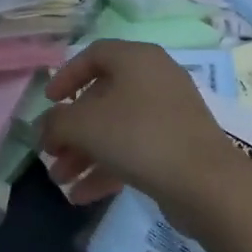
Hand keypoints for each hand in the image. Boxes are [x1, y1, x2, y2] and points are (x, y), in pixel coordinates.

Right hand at [38, 41, 233, 210]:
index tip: (48, 102)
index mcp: (136, 58)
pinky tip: (82, 197)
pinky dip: (108, 168)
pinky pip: (135, 149)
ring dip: (85, 153)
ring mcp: (169, 113)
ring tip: (61, 181)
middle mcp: (155, 77)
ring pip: (116, 127)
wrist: (205, 182)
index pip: (93, 54)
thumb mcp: (84, 125)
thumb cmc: (139, 136)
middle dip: (72, 129)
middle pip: (102, 97)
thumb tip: (46, 127)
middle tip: (51, 152)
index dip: (66, 76)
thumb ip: (56, 122)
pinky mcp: (178, 145)